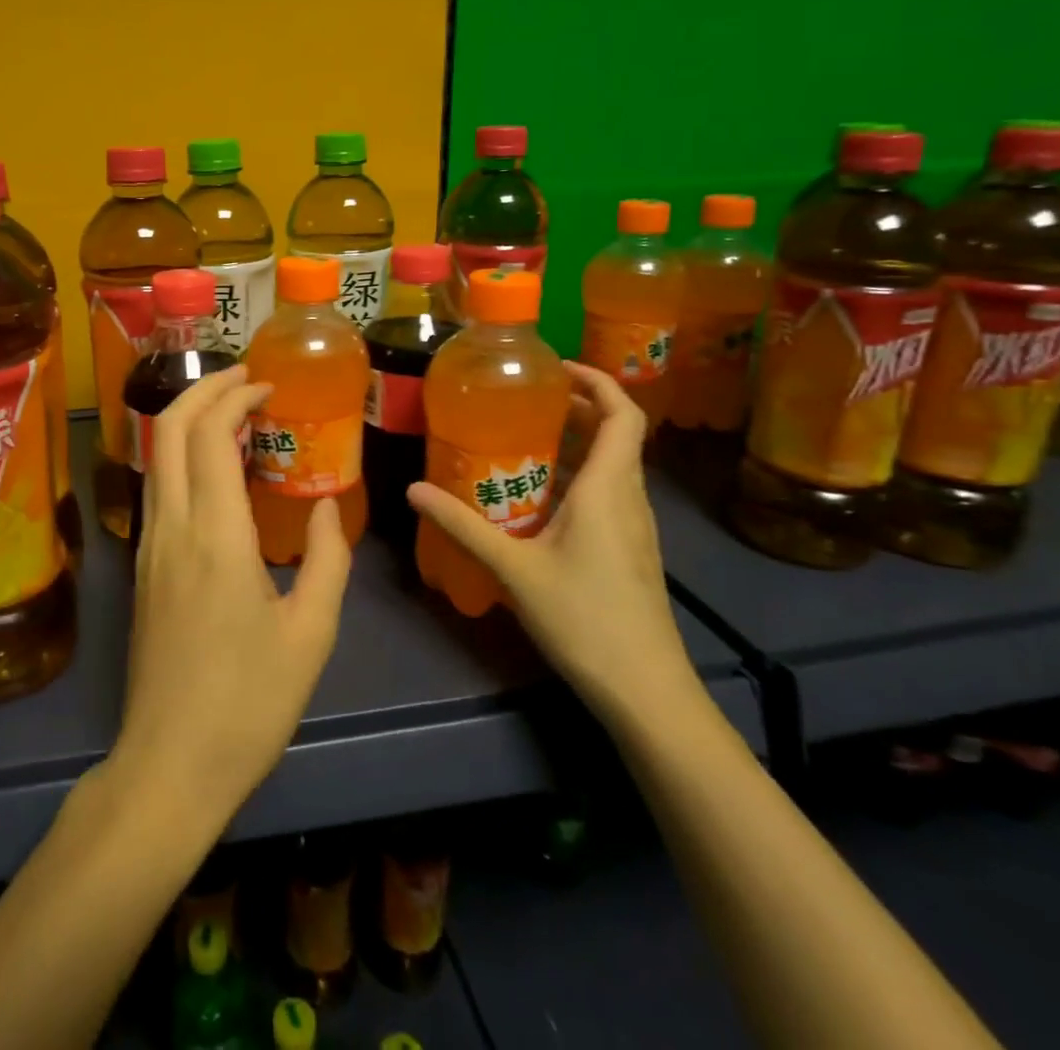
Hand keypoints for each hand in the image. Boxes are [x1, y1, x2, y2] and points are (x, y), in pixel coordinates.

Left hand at [109, 367, 353, 830]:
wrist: (169, 766)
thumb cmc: (248, 703)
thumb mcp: (311, 633)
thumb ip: (328, 559)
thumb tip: (328, 506)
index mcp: (215, 536)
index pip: (209, 434)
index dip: (235, 397)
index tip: (268, 388)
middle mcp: (171, 527)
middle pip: (168, 429)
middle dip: (204, 390)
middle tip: (246, 381)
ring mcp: (148, 547)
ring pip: (156, 456)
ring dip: (189, 420)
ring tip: (235, 418)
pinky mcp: (143, 568)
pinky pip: (158, 489)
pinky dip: (183, 457)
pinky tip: (217, 474)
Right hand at [407, 362, 697, 723]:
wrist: (646, 691)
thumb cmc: (585, 618)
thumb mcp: (514, 569)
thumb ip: (463, 526)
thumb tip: (413, 490)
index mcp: (609, 488)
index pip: (623, 413)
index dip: (597, 381)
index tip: (555, 369)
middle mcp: (629, 498)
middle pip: (617, 434)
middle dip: (577, 408)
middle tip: (525, 401)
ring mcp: (635, 527)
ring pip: (613, 466)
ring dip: (576, 444)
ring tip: (523, 440)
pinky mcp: (630, 551)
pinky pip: (607, 495)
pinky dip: (578, 478)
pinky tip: (537, 499)